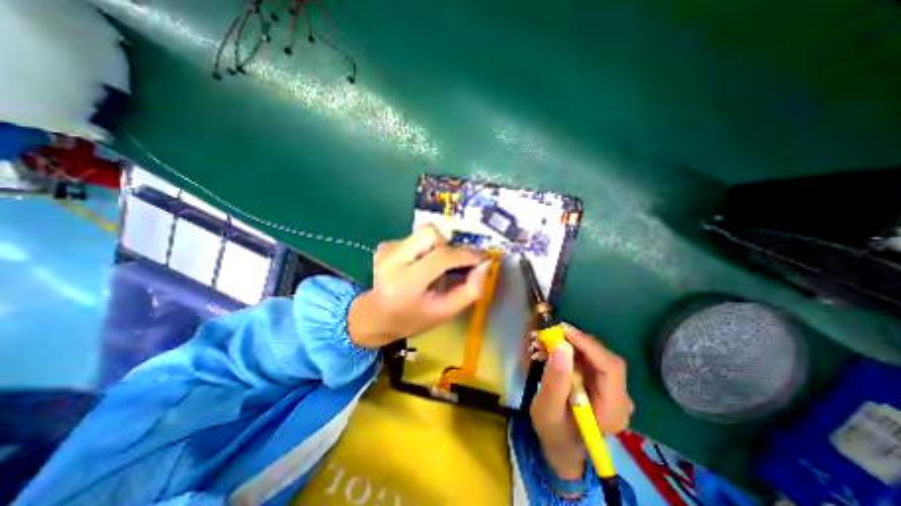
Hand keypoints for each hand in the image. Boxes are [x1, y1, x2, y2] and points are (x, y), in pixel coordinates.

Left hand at [346, 225, 488, 347]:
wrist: (376, 316)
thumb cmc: (413, 319)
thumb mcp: (446, 312)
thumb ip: (470, 290)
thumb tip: (484, 264)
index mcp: (405, 283)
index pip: (441, 257)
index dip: (465, 254)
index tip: (480, 257)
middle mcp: (392, 260)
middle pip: (430, 232)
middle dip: (448, 244)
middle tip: (452, 263)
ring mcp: (386, 249)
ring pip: (423, 232)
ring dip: (436, 247)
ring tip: (434, 267)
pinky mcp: (385, 245)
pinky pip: (415, 237)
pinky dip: (424, 248)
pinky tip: (418, 265)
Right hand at [530, 325, 628, 481]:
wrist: (560, 447)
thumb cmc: (554, 433)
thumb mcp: (547, 410)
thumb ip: (555, 381)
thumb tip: (561, 347)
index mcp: (612, 409)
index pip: (610, 367)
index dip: (588, 345)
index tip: (563, 330)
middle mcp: (618, 397)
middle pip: (602, 358)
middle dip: (574, 342)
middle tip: (547, 334)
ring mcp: (610, 389)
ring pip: (592, 355)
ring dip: (567, 344)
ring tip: (541, 342)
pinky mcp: (599, 383)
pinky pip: (585, 359)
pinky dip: (566, 351)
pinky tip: (547, 350)